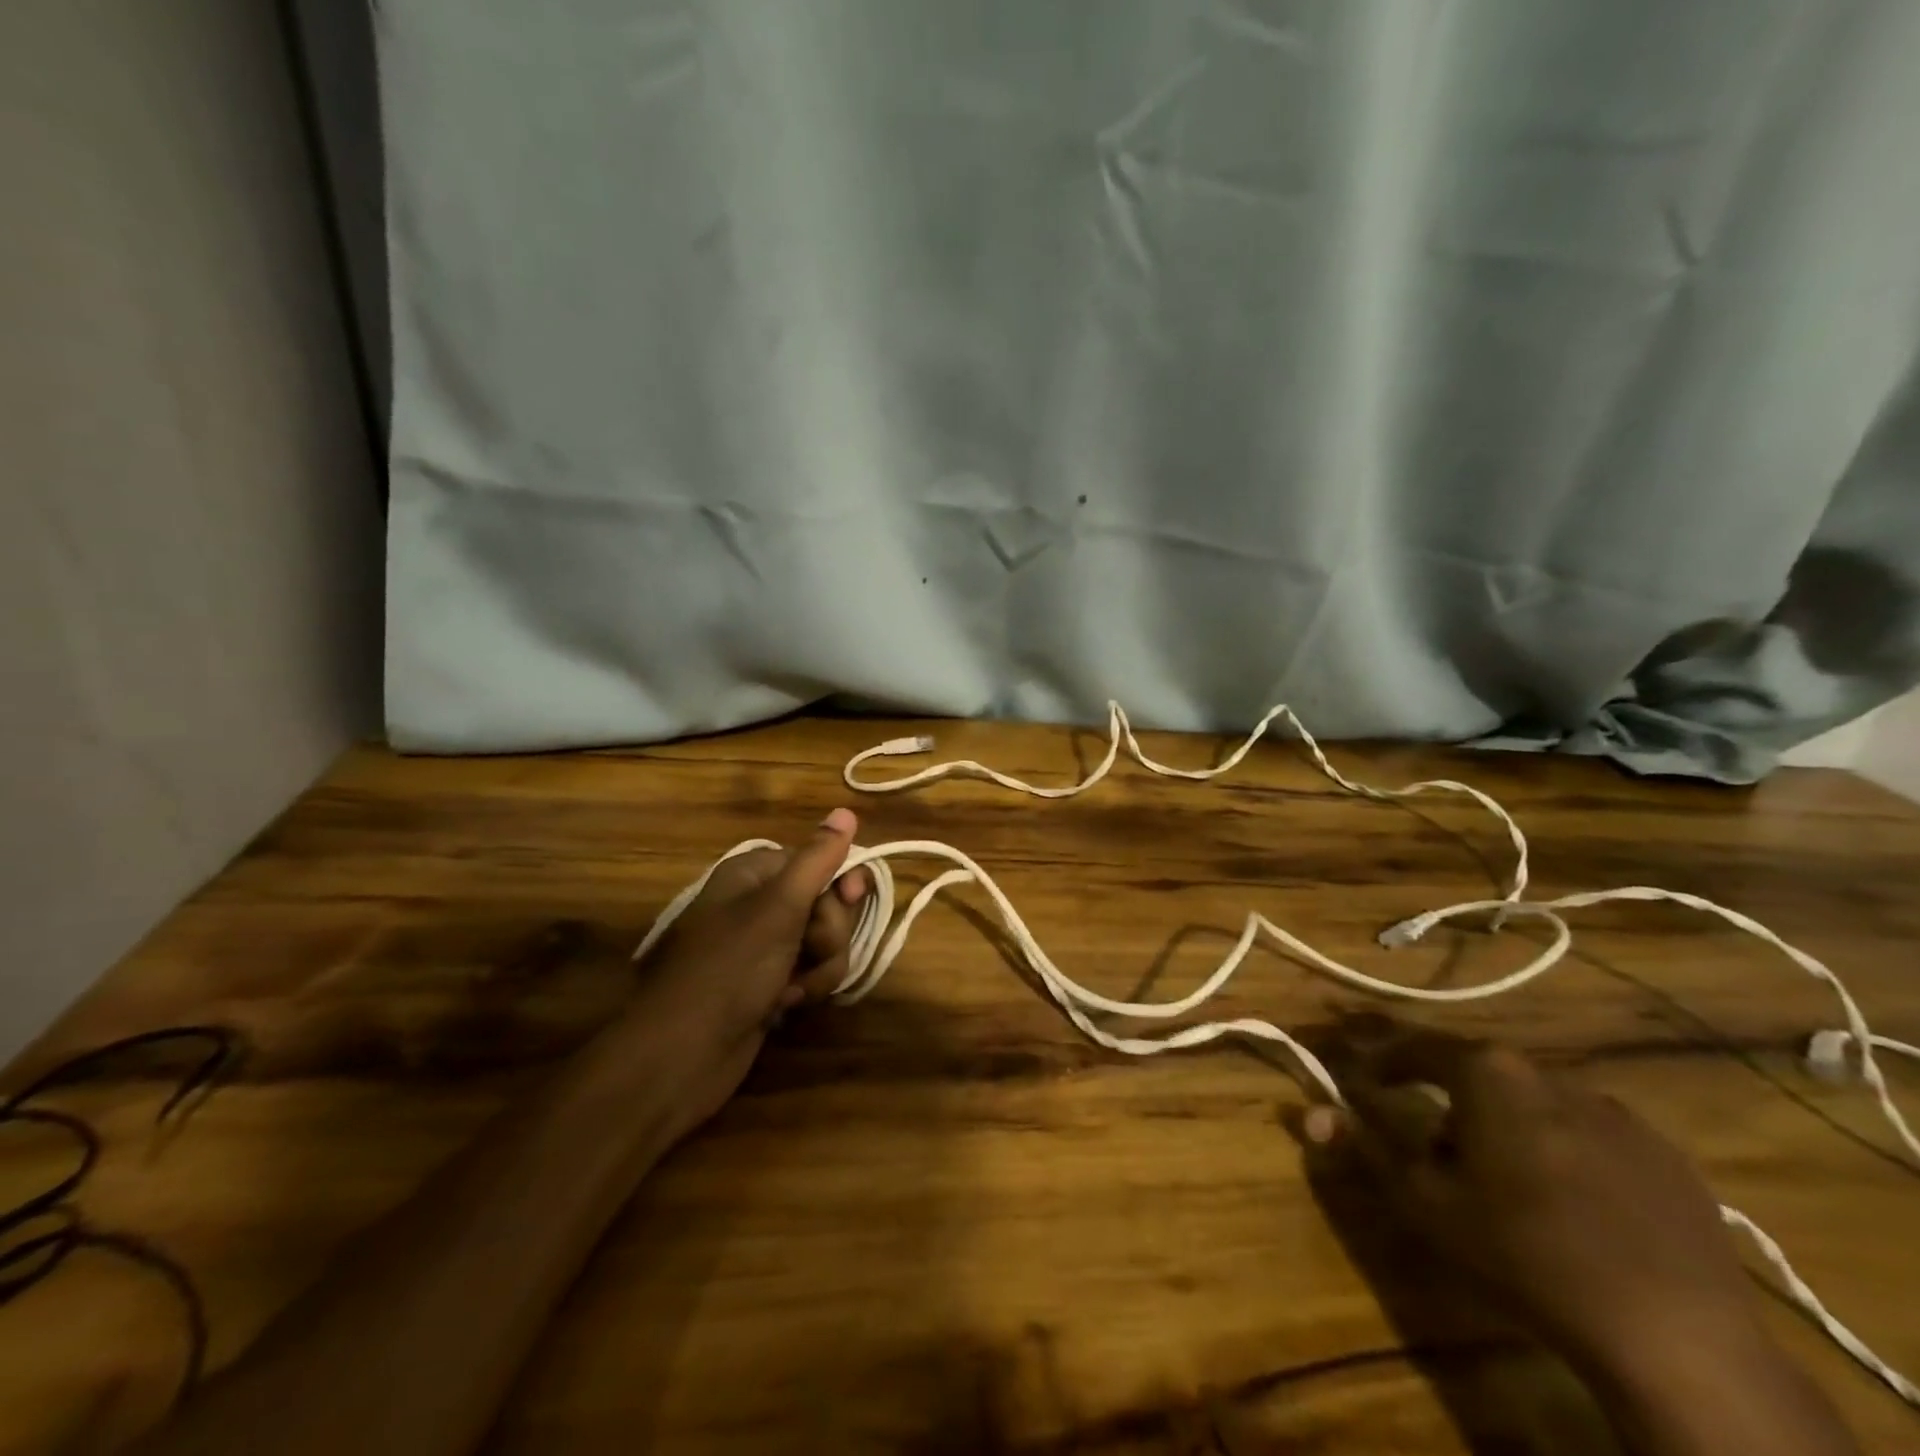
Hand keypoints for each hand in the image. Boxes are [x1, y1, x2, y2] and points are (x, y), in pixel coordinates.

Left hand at [614, 808, 870, 1140]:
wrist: (681, 1055)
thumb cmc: (730, 969)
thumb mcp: (779, 908)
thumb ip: (817, 859)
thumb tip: (846, 810)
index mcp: (754, 874)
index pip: (819, 860)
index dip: (840, 881)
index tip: (851, 899)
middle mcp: (759, 903)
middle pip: (826, 903)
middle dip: (829, 933)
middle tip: (809, 950)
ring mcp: (764, 946)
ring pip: (824, 942)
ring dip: (821, 967)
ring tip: (793, 989)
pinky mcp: (769, 983)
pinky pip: (811, 972)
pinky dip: (806, 987)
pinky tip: (784, 1005)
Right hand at [1303, 1029, 1760, 1379]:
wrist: (1673, 1334)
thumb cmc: (1522, 1250)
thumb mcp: (1424, 1201)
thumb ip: (1363, 1146)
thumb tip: (1307, 1111)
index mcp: (1488, 1072)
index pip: (1415, 1045)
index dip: (1382, 1057)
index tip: (1361, 1073)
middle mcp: (1549, 1073)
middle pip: (1479, 1071)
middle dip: (1448, 1097)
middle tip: (1433, 1142)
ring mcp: (1616, 1112)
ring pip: (1537, 1102)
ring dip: (1508, 1124)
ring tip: (1506, 1181)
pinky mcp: (1665, 1154)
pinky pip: (1594, 1136)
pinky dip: (1567, 1152)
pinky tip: (1573, 1204)